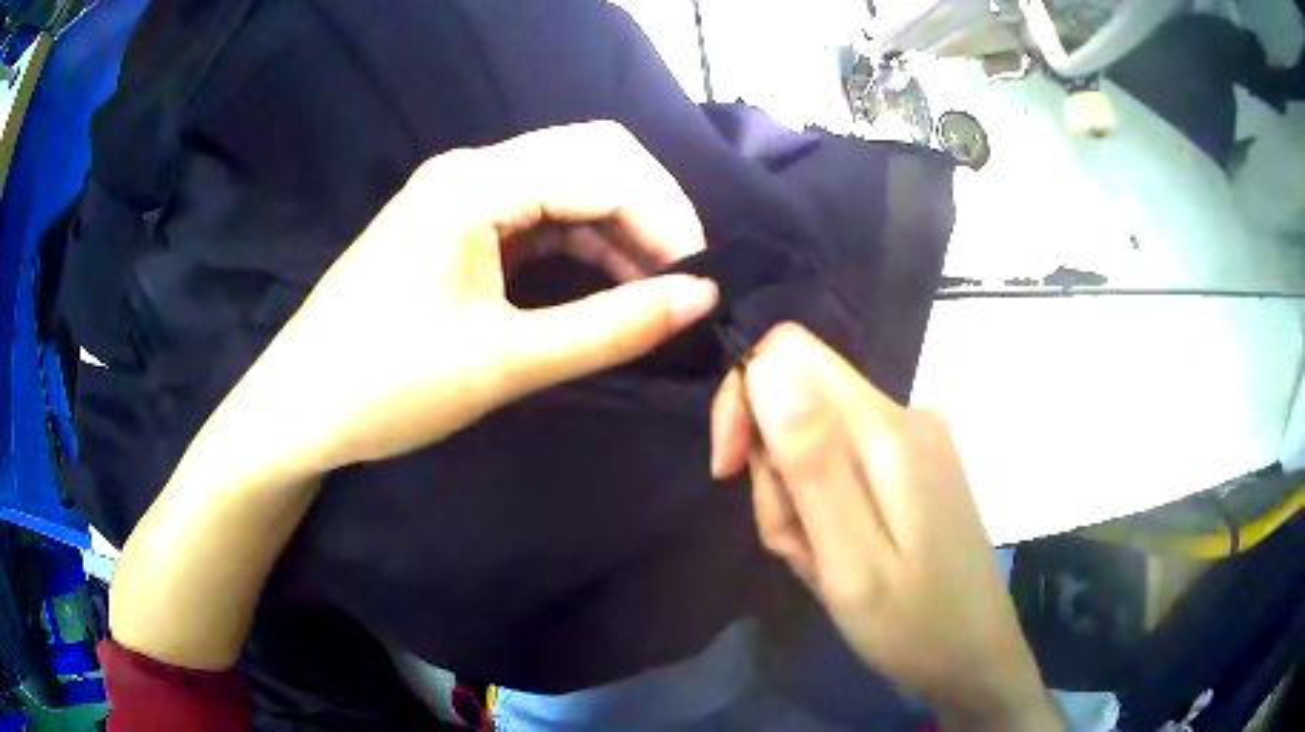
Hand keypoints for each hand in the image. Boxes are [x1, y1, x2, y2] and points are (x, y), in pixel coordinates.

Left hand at [243, 121, 717, 470]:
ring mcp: (459, 194)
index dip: (667, 217)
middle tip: (684, 280)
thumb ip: (611, 327)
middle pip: (591, 156)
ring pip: (567, 184)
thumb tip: (701, 298)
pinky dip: (581, 244)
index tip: (701, 281)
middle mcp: (470, 169)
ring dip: (619, 229)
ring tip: (655, 291)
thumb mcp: (506, 362)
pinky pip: (537, 214)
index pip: (605, 166)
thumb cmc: (388, 387)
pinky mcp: (454, 223)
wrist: (299, 409)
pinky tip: (606, 284)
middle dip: (651, 212)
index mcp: (476, 183)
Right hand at [710, 325, 1059, 729]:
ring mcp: (913, 440)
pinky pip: (840, 465)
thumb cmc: (913, 625)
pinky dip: (823, 510)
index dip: (744, 400)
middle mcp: (904, 415)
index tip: (729, 472)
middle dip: (775, 475)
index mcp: (888, 430)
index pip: (788, 354)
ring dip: (798, 503)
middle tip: (801, 549)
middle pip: (798, 402)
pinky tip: (840, 556)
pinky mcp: (912, 465)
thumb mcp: (851, 561)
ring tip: (824, 564)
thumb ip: (811, 463)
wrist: (974, 655)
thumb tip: (767, 365)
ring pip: (813, 439)